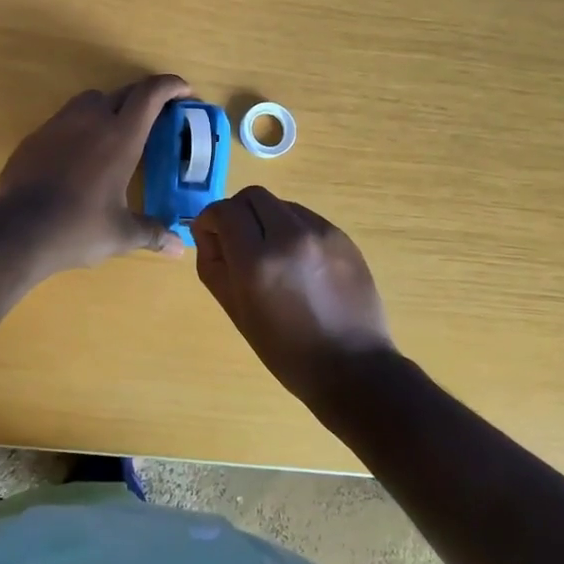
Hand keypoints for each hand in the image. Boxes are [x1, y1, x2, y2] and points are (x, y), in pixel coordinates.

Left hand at [0, 74, 191, 275]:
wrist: (16, 230)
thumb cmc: (78, 228)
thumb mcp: (121, 233)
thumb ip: (152, 233)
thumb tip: (179, 249)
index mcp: (120, 136)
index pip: (150, 94)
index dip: (171, 85)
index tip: (184, 90)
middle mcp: (91, 120)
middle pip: (123, 92)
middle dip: (143, 97)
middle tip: (156, 115)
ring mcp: (59, 124)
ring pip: (90, 100)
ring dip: (109, 107)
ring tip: (115, 132)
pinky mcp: (35, 136)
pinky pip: (65, 119)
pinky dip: (80, 126)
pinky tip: (79, 154)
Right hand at [192, 187, 394, 409]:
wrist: (353, 367)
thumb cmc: (286, 350)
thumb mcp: (236, 311)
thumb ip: (213, 264)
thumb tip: (210, 234)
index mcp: (257, 261)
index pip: (224, 211)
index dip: (210, 220)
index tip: (211, 237)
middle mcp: (289, 236)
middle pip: (252, 196)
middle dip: (237, 212)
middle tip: (237, 241)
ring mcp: (321, 232)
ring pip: (280, 204)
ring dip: (266, 219)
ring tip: (271, 253)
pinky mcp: (342, 236)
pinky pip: (305, 217)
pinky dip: (292, 229)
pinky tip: (298, 261)